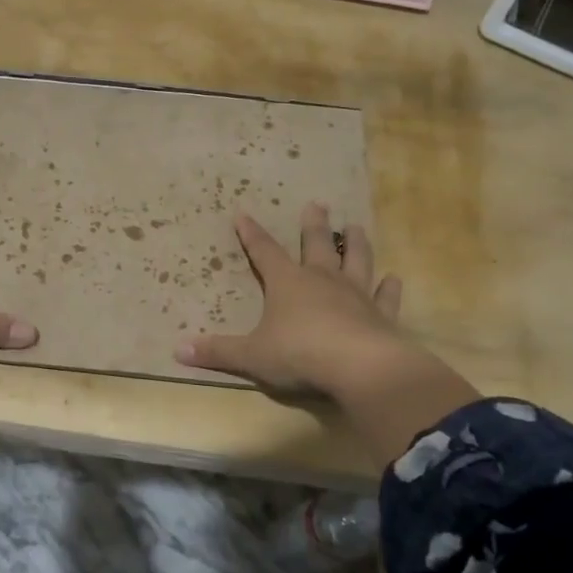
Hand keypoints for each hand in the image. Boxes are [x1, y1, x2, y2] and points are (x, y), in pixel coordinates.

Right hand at [174, 203, 403, 396]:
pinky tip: (394, 278)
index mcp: (287, 283)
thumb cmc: (299, 354)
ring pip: (356, 260)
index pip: (264, 251)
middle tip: (318, 204)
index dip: (251, 234)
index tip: (243, 213)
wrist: (360, 368)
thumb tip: (177, 350)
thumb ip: (218, 352)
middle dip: (314, 225)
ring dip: (356, 244)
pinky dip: (390, 288)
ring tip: (356, 227)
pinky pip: (386, 297)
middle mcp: (322, 280)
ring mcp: (356, 295)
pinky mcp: (381, 315)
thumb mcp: (251, 355)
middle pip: (317, 245)